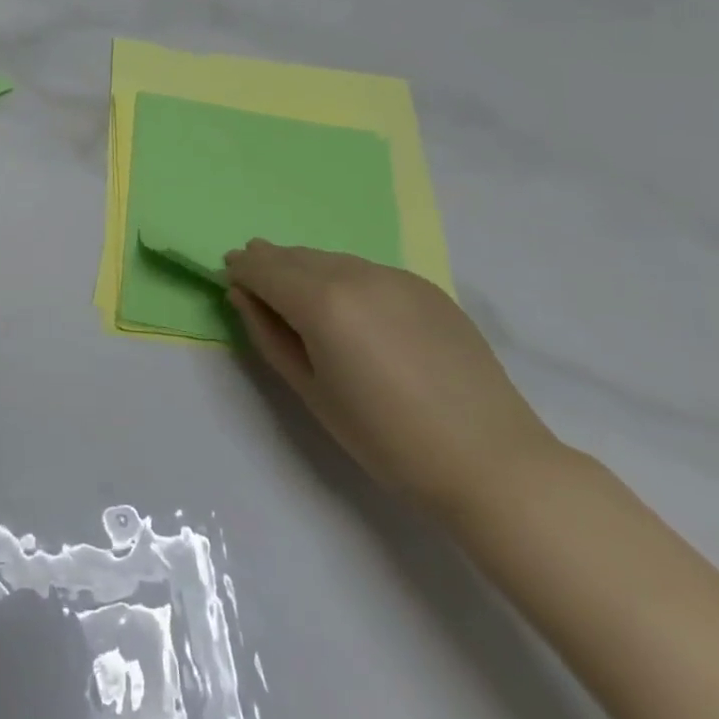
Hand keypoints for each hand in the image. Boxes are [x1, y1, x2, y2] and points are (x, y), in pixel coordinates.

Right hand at [225, 242, 559, 518]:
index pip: (265, 268)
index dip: (242, 268)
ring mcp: (396, 277)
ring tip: (296, 290)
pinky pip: (367, 271)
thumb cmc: (385, 438)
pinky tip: (348, 305)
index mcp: (322, 302)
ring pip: (332, 259)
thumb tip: (242, 295)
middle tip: (253, 276)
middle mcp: (357, 275)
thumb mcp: (310, 391)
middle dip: (270, 263)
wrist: (490, 461)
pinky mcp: (427, 288)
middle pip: (297, 257)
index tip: (228, 273)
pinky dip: (343, 278)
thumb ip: (268, 335)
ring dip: (305, 268)